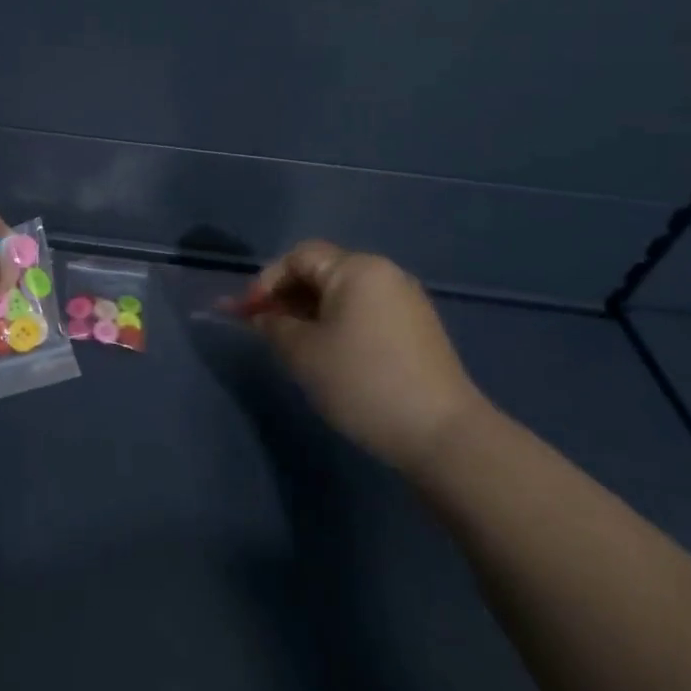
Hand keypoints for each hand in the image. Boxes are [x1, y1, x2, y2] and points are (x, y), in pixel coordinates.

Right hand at [244, 240, 487, 474]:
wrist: (441, 434)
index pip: (300, 256)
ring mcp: (406, 302)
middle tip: (264, 328)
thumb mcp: (302, 352)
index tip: (248, 313)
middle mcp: (385, 274)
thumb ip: (273, 325)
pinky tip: (328, 355)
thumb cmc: (362, 382)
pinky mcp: (417, 330)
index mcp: (357, 269)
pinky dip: (337, 325)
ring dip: (310, 312)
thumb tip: (263, 316)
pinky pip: (364, 313)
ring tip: (291, 344)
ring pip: (343, 295)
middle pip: (322, 272)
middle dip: (287, 296)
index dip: (267, 280)